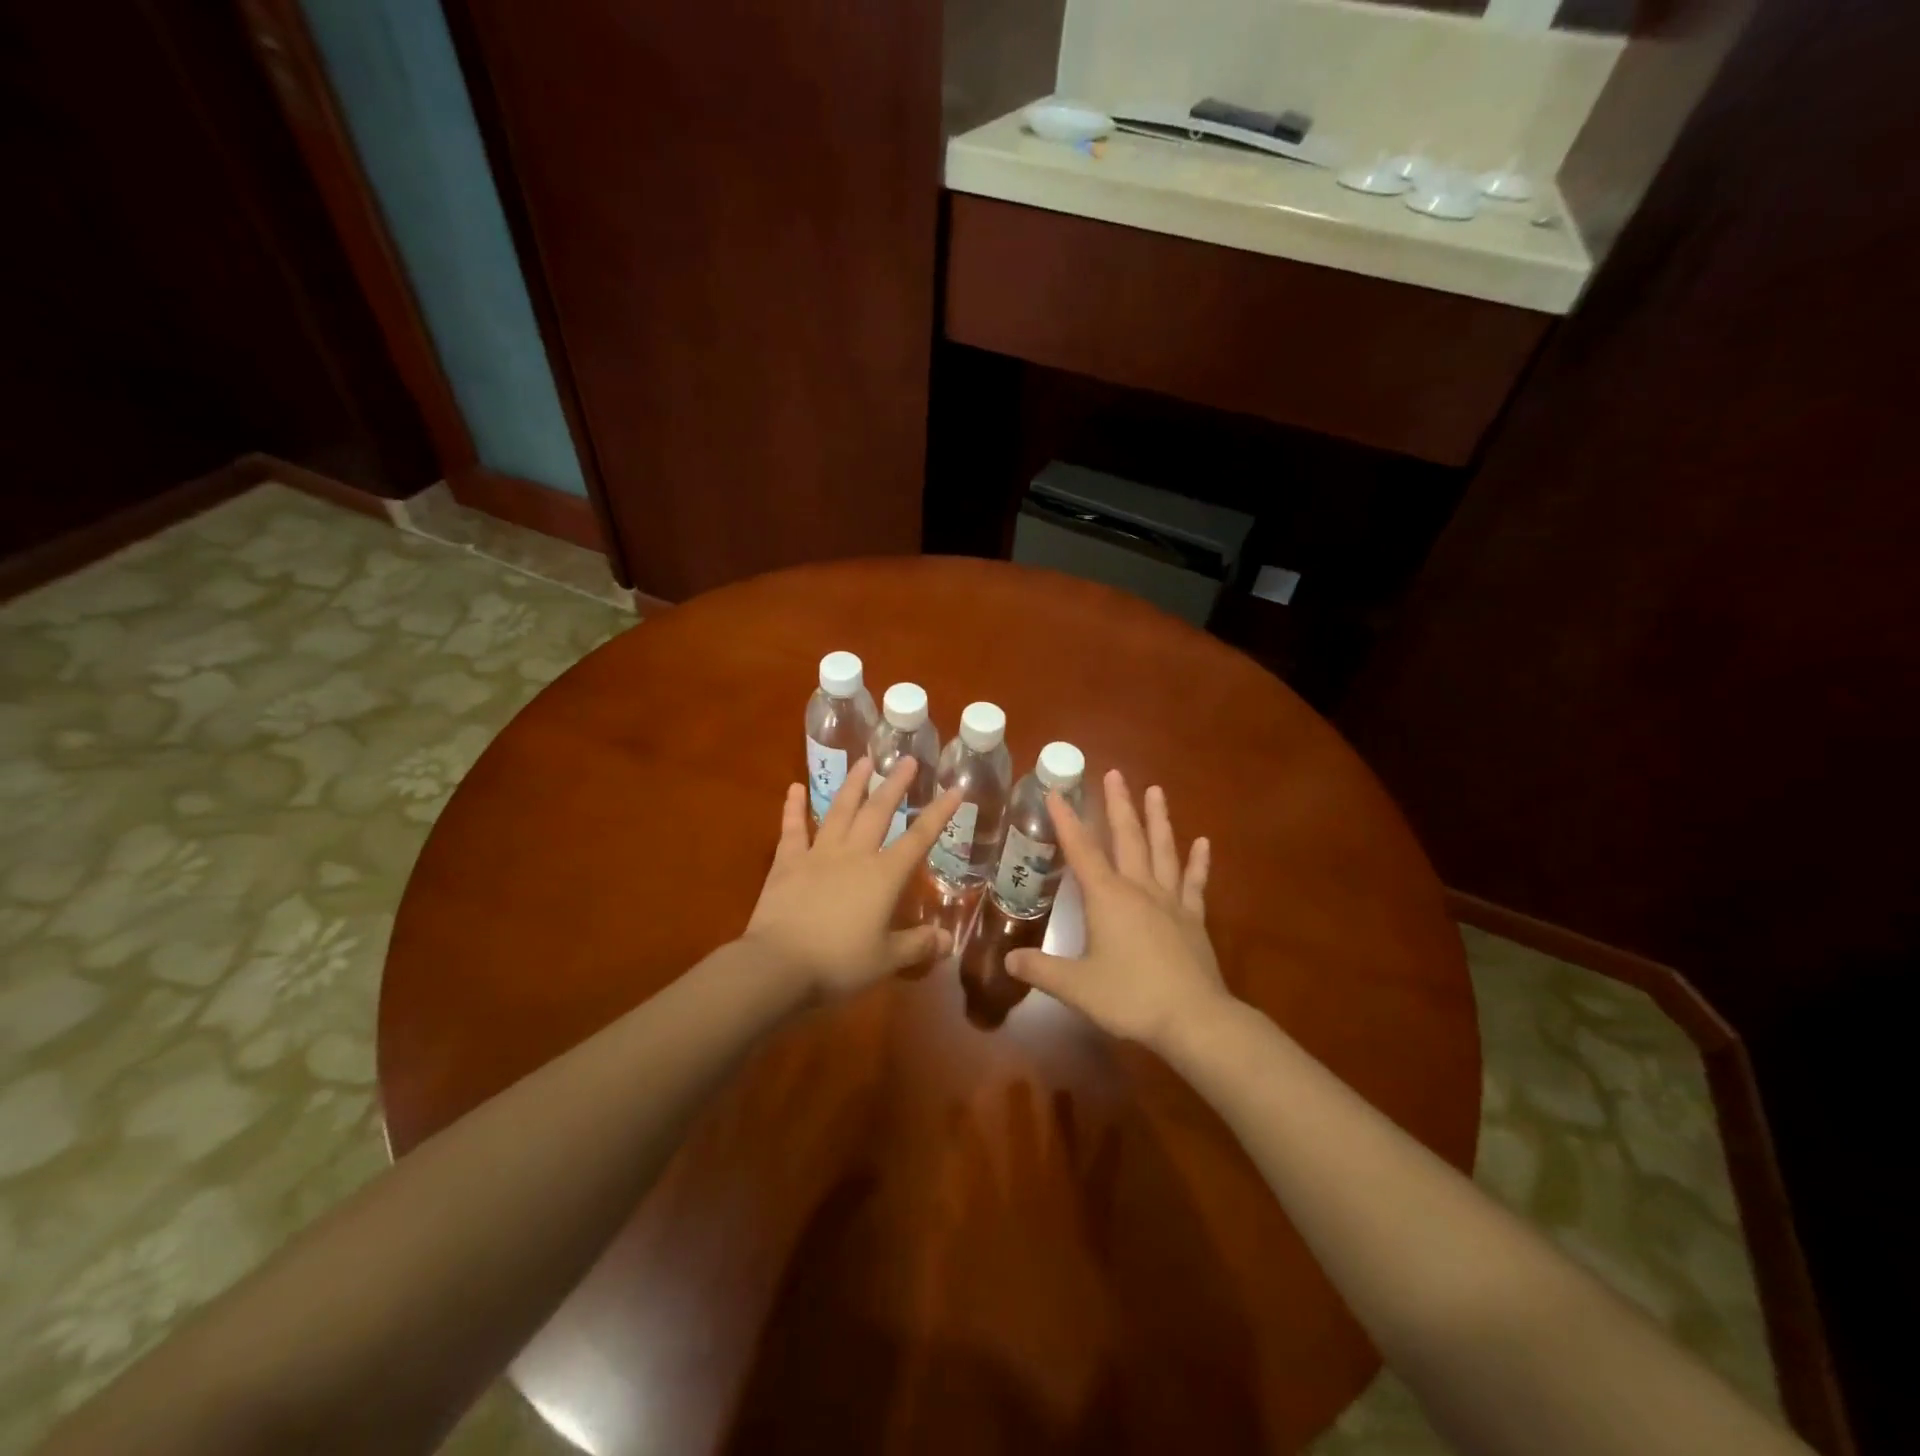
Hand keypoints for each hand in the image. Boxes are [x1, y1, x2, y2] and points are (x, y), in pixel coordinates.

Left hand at [744, 757, 961, 1001]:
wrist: (778, 965)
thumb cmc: (839, 963)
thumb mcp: (886, 960)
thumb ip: (918, 945)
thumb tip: (948, 940)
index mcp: (884, 876)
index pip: (919, 838)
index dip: (939, 813)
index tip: (955, 788)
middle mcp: (854, 855)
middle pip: (878, 812)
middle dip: (895, 785)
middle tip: (907, 759)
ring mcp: (819, 854)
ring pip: (839, 811)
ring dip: (853, 785)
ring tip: (863, 761)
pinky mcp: (787, 863)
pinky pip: (792, 830)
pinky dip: (793, 808)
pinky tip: (794, 788)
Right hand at [1006, 770, 1228, 1050]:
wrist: (1194, 1019)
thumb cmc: (1130, 997)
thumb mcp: (1076, 987)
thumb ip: (1041, 970)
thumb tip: (1008, 961)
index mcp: (1108, 898)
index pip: (1081, 850)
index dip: (1066, 821)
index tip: (1056, 792)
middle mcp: (1139, 888)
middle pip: (1127, 837)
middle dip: (1118, 804)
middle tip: (1113, 774)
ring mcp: (1170, 901)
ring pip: (1162, 849)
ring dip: (1157, 818)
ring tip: (1155, 789)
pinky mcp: (1194, 918)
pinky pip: (1194, 882)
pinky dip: (1198, 861)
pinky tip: (1202, 842)